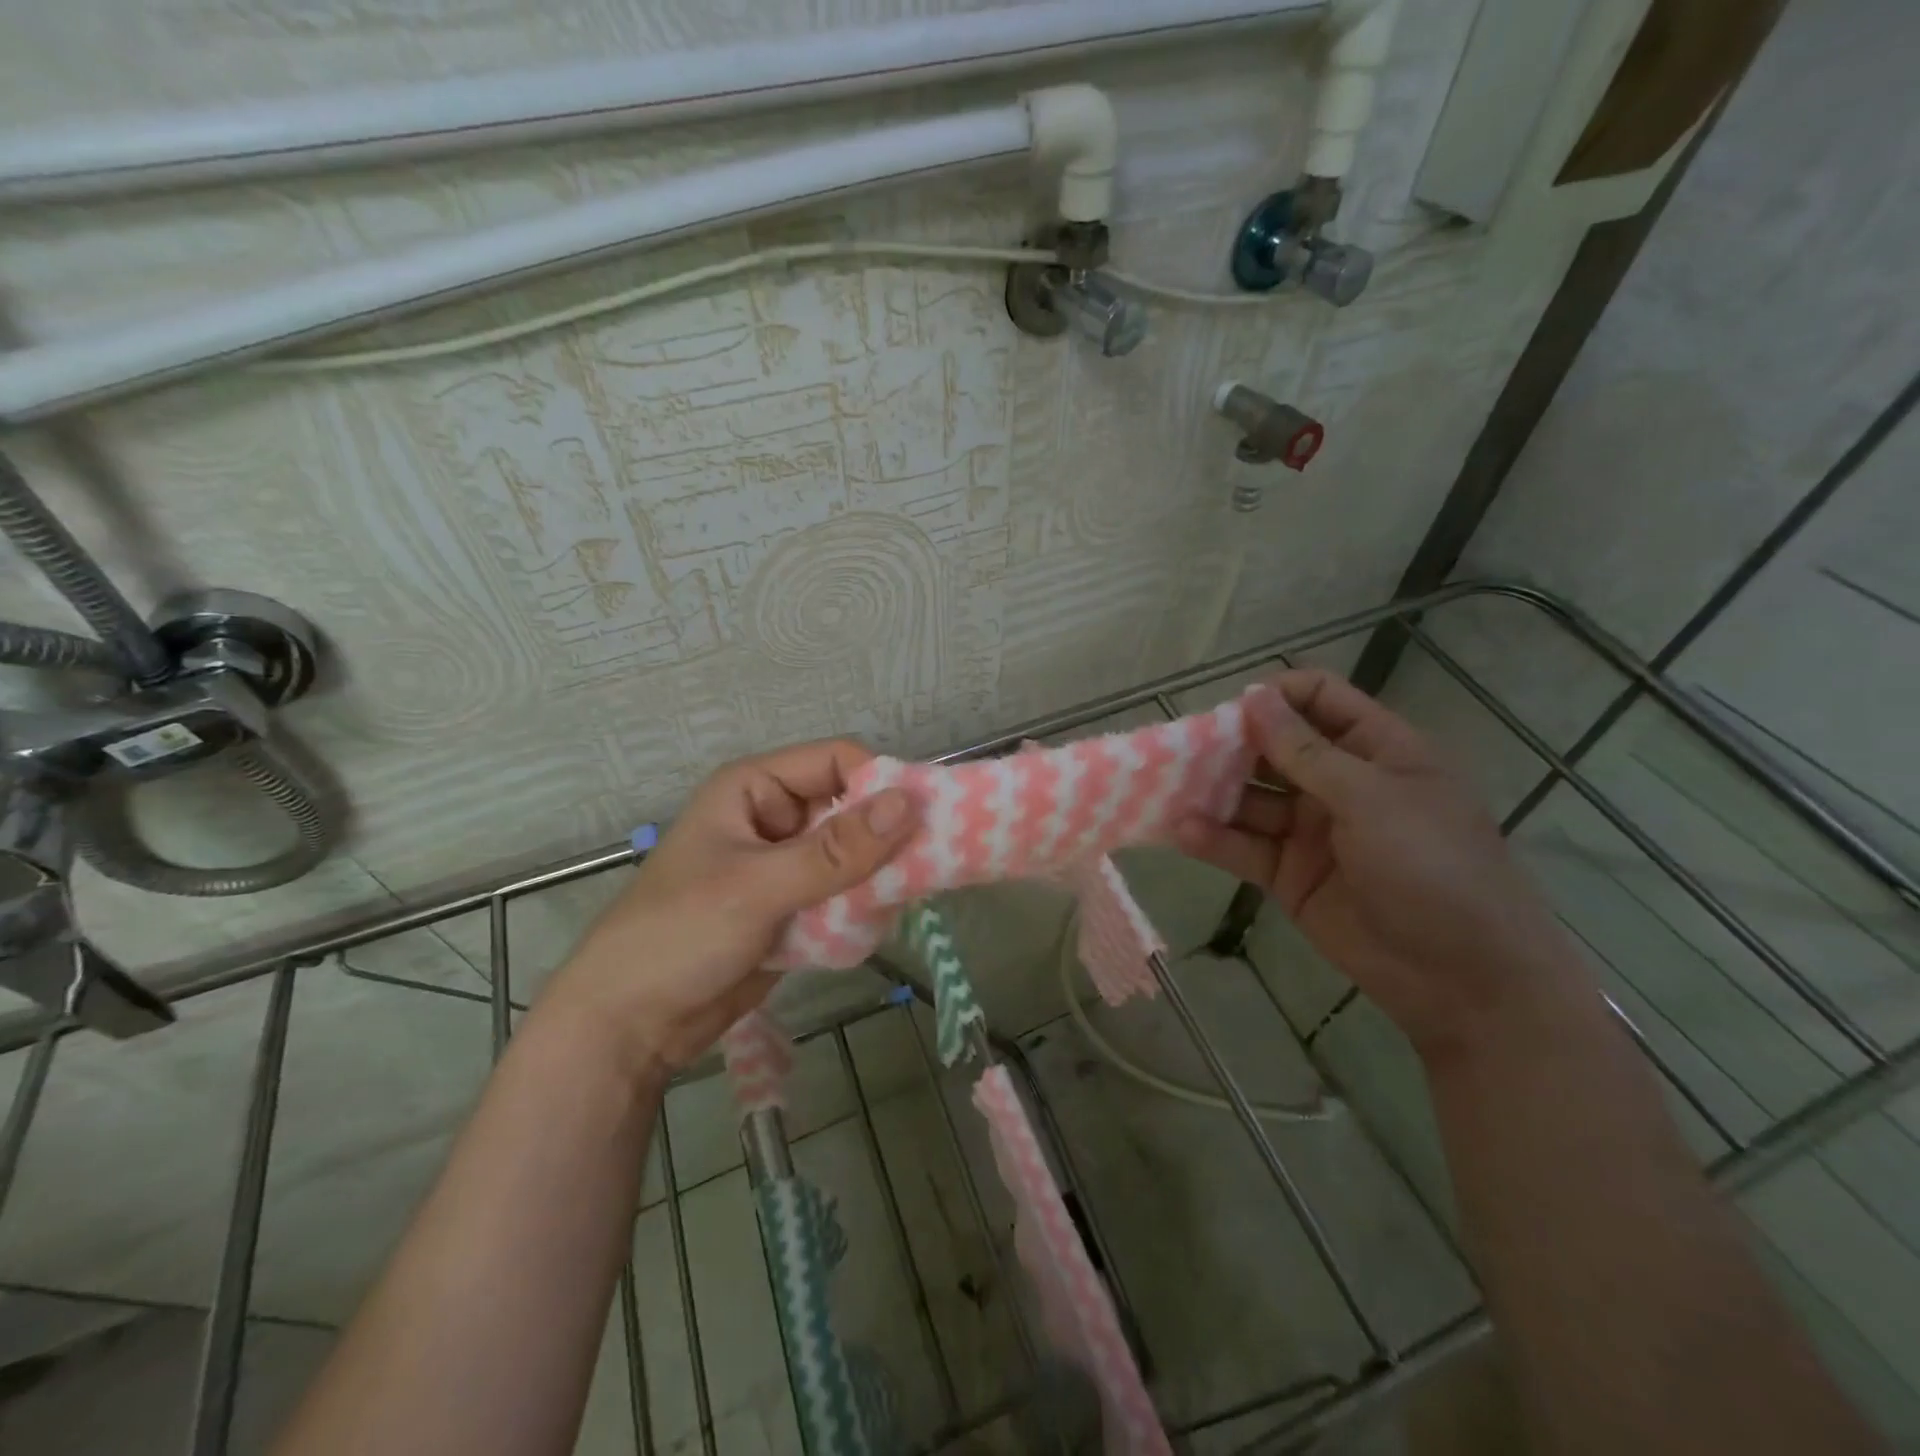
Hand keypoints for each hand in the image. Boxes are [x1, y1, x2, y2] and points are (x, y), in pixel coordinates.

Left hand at [539, 740, 916, 1083]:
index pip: (837, 761)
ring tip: (909, 897)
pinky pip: (841, 894)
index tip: (924, 819)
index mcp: (756, 788)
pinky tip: (879, 924)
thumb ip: (835, 850)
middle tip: (931, 864)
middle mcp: (774, 818)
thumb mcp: (759, 887)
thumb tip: (908, 804)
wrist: (628, 1026)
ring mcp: (784, 866)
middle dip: (885, 836)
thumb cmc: (680, 935)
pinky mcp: (792, 908)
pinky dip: (861, 906)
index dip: (880, 783)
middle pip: (849, 809)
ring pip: (851, 855)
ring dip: (877, 875)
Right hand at [1174, 670, 1588, 1060]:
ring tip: (1165, 788)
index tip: (1230, 711)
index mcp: (1376, 750)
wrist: (1465, 980)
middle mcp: (1338, 783)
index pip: (1319, 699)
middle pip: (1273, 747)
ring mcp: (1311, 830)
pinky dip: (1213, 838)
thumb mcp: (1372, 799)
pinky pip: (1244, 847)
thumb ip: (1305, 751)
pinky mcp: (1289, 875)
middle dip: (1228, 745)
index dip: (1275, 697)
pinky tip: (1182, 831)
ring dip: (1211, 792)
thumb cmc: (1434, 868)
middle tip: (1180, 750)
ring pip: (1250, 798)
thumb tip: (1253, 697)